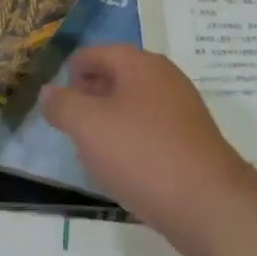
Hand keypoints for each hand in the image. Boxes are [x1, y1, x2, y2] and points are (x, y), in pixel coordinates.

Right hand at [43, 46, 256, 255]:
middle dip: (90, 94)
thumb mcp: (88, 126)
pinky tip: (123, 166)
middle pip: (117, 75)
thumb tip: (48, 91)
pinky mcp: (191, 139)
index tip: (55, 100)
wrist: (208, 203)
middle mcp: (164, 77)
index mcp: (140, 63)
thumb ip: (62, 105)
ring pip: (134, 103)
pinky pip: (151, 128)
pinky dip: (132, 139)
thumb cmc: (142, 154)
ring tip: (90, 146)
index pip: (96, 53)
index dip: (71, 72)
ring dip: (110, 119)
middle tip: (68, 123)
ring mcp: (182, 108)